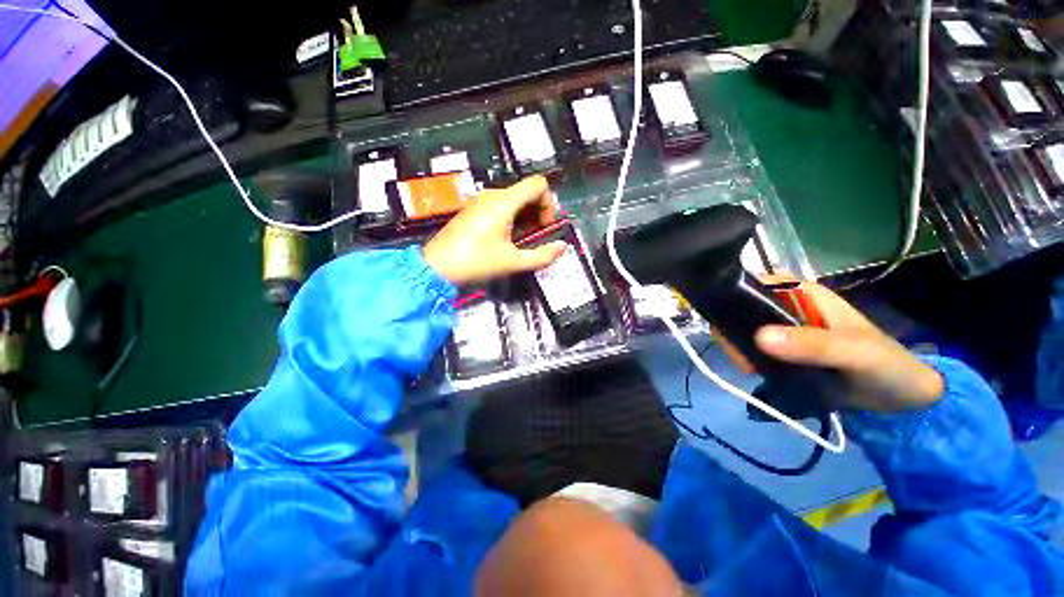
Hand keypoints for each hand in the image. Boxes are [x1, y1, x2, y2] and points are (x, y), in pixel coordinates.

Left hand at [424, 176, 566, 284]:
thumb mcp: (513, 262)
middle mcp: (493, 195)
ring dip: (526, 216)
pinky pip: (501, 205)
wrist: (437, 267)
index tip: (545, 226)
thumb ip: (542, 256)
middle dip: (538, 212)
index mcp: (504, 202)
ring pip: (514, 199)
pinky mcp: (474, 209)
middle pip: (527, 191)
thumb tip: (562, 247)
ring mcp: (481, 201)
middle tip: (537, 235)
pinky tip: (507, 238)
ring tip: (522, 240)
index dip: (549, 204)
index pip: (538, 185)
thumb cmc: (476, 263)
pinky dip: (512, 217)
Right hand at [721, 278, 943, 411]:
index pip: (754, 283)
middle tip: (738, 355)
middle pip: (743, 307)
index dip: (732, 295)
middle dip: (731, 327)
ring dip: (737, 345)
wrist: (903, 398)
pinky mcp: (783, 350)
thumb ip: (812, 345)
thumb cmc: (885, 365)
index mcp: (802, 293)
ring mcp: (784, 329)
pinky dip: (746, 357)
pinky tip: (752, 371)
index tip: (724, 323)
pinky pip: (753, 347)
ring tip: (747, 367)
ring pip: (744, 328)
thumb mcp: (854, 352)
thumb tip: (758, 337)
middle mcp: (787, 307)